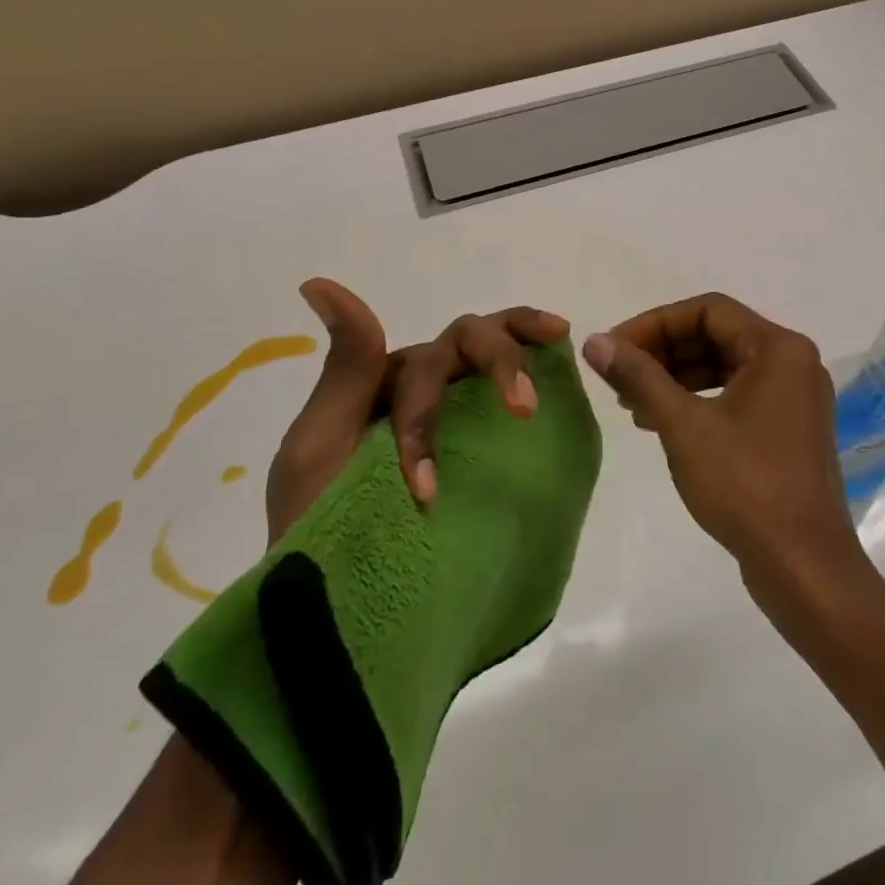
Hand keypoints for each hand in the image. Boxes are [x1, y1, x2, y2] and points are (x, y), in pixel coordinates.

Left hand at [266, 279, 569, 538]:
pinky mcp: (489, 441)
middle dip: (500, 362)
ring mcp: (462, 410)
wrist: (337, 601)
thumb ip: (344, 369)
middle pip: (472, 341)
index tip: (426, 490)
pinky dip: (542, 372)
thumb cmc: (319, 525)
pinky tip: (564, 380)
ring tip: (554, 365)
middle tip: (525, 408)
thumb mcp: (319, 445)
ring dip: (522, 355)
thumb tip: (322, 283)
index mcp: (390, 379)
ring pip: (497, 352)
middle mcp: (430, 383)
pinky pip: (518, 392)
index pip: (427, 361)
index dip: (430, 416)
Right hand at [581, 293, 866, 602]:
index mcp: (779, 348)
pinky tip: (662, 423)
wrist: (803, 567)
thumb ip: (639, 376)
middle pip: (717, 335)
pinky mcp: (788, 429)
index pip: (707, 310)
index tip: (614, 348)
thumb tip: (595, 341)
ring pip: (725, 367)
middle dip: (664, 351)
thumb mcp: (683, 425)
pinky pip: (737, 395)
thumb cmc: (745, 486)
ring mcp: (794, 398)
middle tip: (618, 376)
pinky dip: (698, 401)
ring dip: (677, 377)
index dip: (655, 323)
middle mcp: (793, 363)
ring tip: (632, 403)